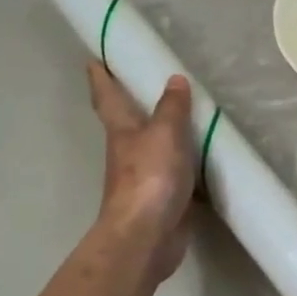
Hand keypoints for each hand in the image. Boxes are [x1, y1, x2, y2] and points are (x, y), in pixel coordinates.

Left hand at [88, 62, 195, 283]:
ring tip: (184, 119)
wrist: (147, 236)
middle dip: (132, 105)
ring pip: (152, 149)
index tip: (94, 59)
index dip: (101, 78)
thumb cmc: (150, 178)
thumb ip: (172, 108)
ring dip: (162, 136)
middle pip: (127, 123)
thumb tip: (174, 79)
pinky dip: (185, 166)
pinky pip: (175, 175)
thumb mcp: (165, 134)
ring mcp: (144, 179)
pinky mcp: (162, 200)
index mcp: (122, 132)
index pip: (108, 98)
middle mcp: (128, 153)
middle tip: (144, 84)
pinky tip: (202, 162)